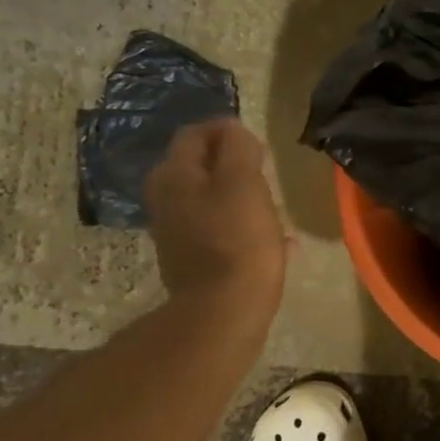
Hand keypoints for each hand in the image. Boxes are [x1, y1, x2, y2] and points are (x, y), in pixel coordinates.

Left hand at [142, 119, 288, 307]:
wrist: (224, 310)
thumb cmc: (238, 240)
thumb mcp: (244, 183)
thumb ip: (238, 148)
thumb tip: (233, 130)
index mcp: (174, 175)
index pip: (195, 134)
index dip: (227, 131)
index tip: (259, 144)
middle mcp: (166, 199)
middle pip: (200, 167)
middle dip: (234, 165)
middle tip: (266, 174)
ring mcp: (175, 231)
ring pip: (211, 199)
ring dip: (240, 197)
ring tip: (272, 208)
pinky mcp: (191, 259)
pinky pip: (218, 229)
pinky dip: (241, 226)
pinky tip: (273, 241)